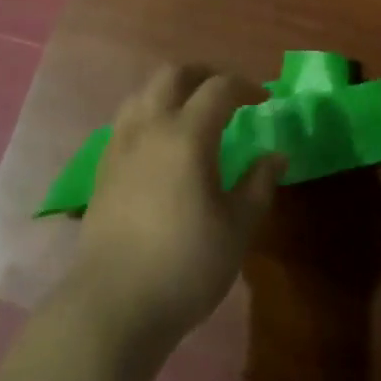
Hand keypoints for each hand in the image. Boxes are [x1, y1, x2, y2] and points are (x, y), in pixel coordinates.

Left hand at [67, 66, 283, 349]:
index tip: (264, 99)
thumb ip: (258, 185)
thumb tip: (277, 155)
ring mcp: (121, 145)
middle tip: (227, 93)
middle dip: (204, 74)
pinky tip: (160, 144)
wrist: (112, 306)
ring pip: (144, 92)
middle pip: (174, 75)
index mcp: (187, 134)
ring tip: (191, 111)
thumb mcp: (237, 229)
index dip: (246, 86)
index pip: (219, 88)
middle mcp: (151, 126)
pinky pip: (127, 120)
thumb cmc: (184, 266)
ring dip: (171, 90)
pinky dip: (149, 114)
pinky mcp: (103, 168)